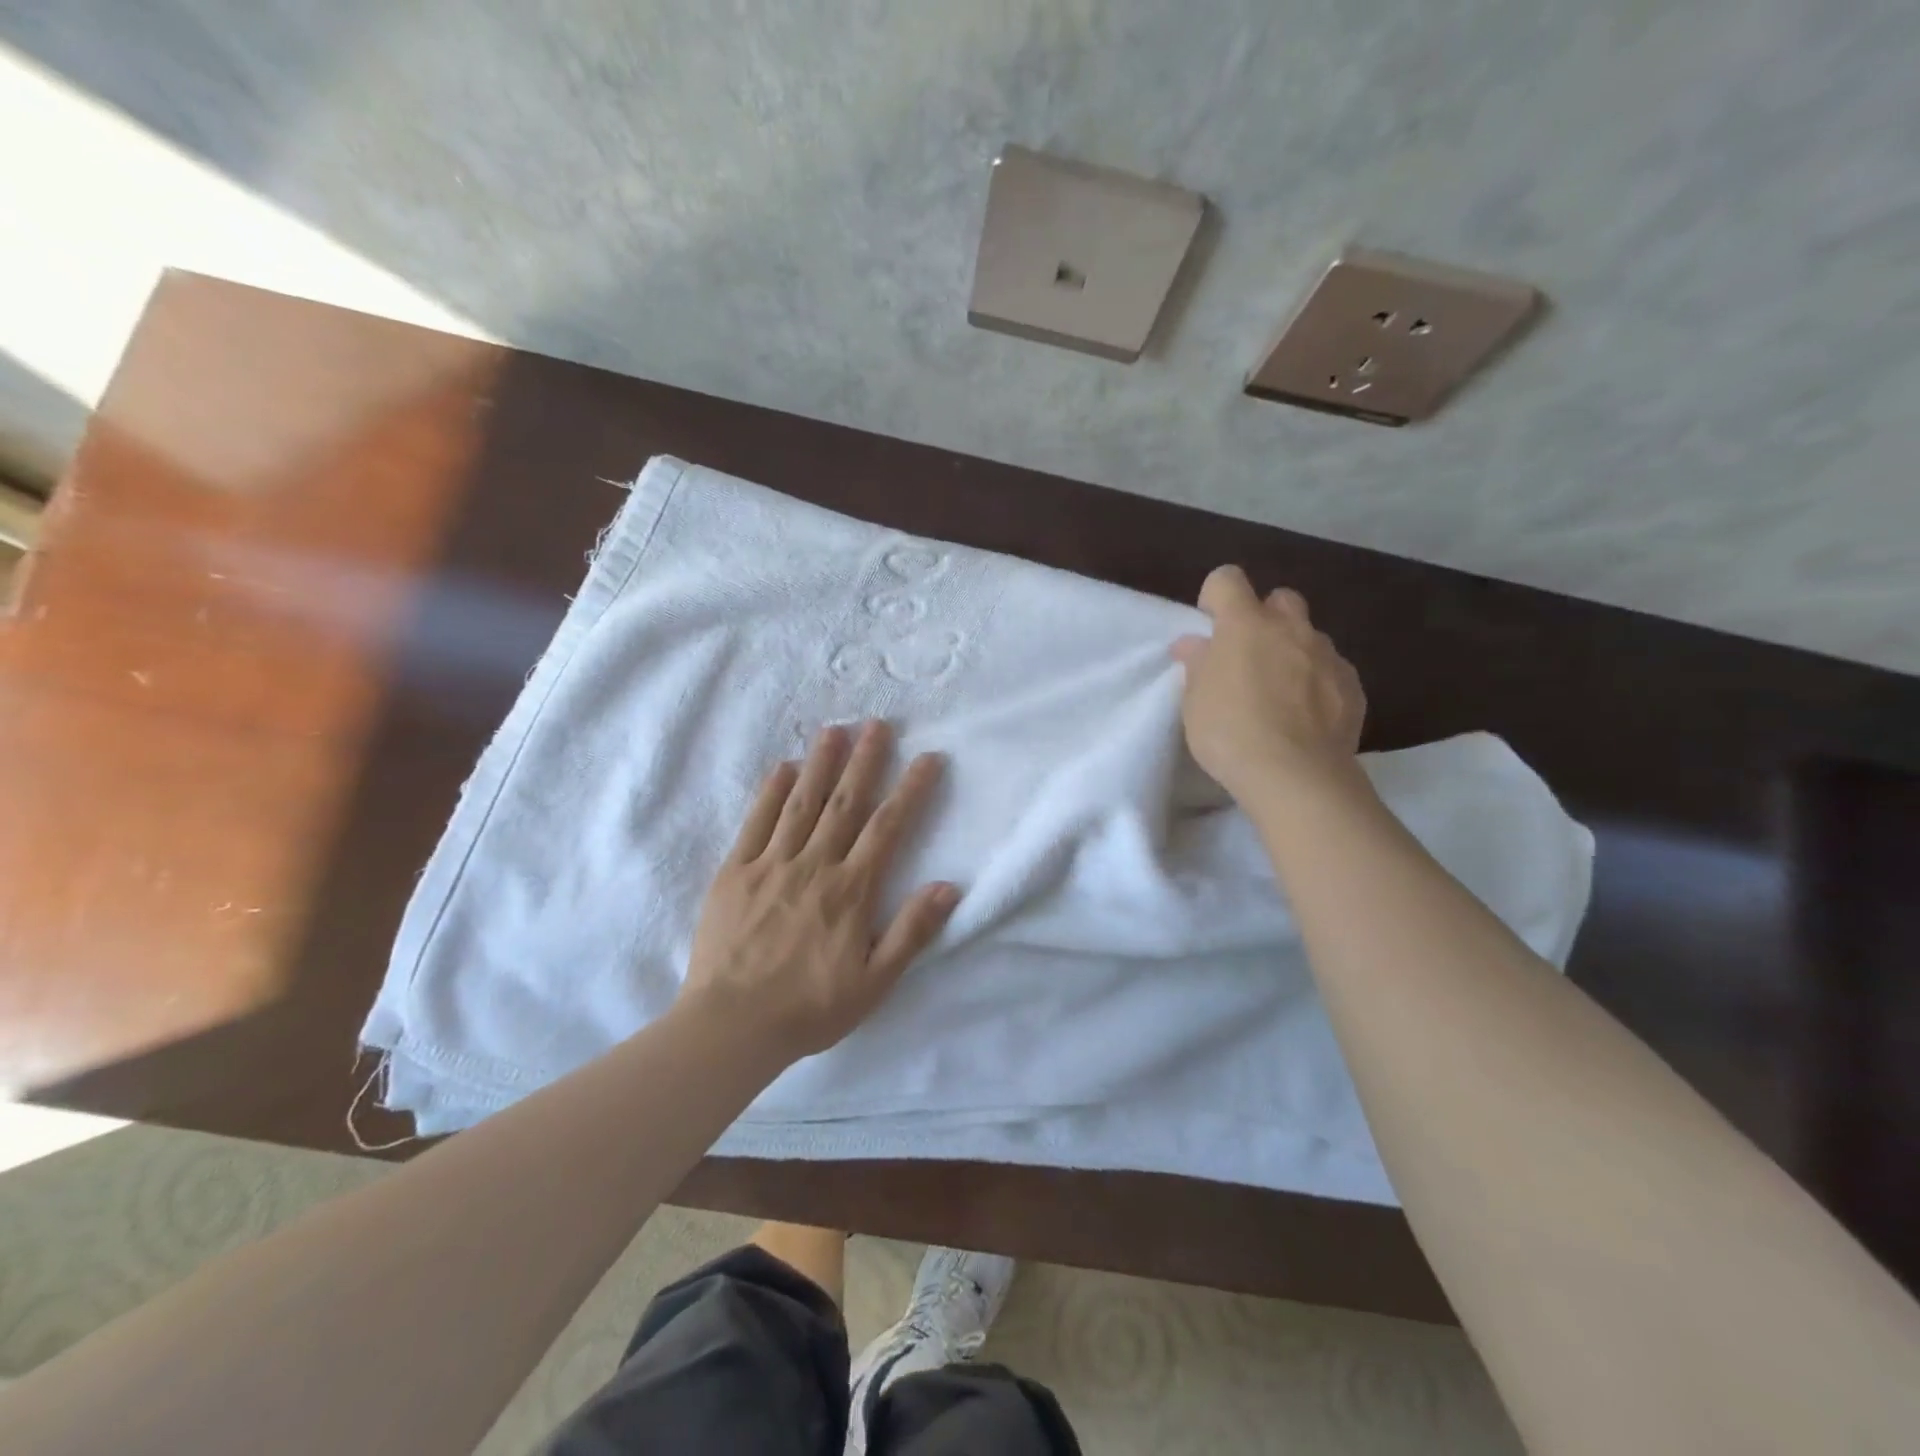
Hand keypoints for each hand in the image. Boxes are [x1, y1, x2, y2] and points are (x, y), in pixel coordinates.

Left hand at [680, 720, 958, 1058]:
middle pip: (845, 803)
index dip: (910, 789)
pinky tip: (783, 767)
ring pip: (802, 803)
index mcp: (850, 891)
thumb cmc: (809, 1009)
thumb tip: (947, 886)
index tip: (927, 757)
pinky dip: (770, 792)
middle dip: (865, 761)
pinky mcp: (734, 872)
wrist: (730, 1026)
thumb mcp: (874, 983)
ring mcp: (770, 865)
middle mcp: (814, 866)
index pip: (888, 828)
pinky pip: (756, 823)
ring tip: (834, 729)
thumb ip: (911, 932)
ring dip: (821, 763)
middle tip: (878, 723)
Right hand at [1171, 566, 1366, 800]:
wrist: (1295, 775)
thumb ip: (1198, 664)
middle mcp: (1291, 628)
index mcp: (1245, 625)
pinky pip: (1332, 669)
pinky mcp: (1352, 685)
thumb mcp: (1195, 702)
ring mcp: (1327, 655)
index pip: (1227, 580)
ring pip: (1309, 636)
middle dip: (1264, 617)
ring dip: (1293, 651)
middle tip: (1249, 656)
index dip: (1215, 597)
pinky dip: (1318, 682)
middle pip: (1280, 598)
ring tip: (1280, 692)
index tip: (1210, 628)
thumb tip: (1195, 644)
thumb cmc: (1230, 733)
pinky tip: (1306, 715)